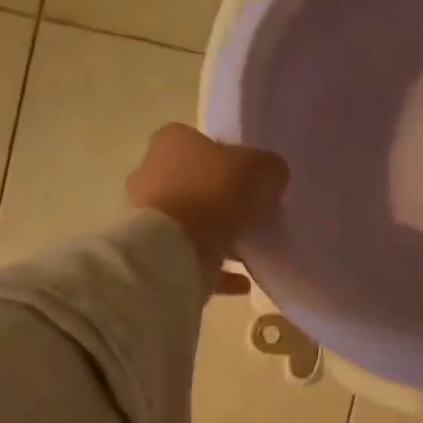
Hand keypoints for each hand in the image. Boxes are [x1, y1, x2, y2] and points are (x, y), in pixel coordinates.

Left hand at [125, 123, 288, 292]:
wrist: (173, 251)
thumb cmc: (213, 195)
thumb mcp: (258, 169)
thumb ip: (269, 168)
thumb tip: (273, 175)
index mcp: (173, 141)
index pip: (206, 144)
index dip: (233, 162)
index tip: (255, 183)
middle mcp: (153, 172)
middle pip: (197, 185)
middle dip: (223, 201)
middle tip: (253, 217)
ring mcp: (150, 217)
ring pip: (192, 223)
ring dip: (219, 236)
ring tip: (250, 252)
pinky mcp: (155, 254)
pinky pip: (194, 260)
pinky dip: (218, 270)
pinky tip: (243, 281)